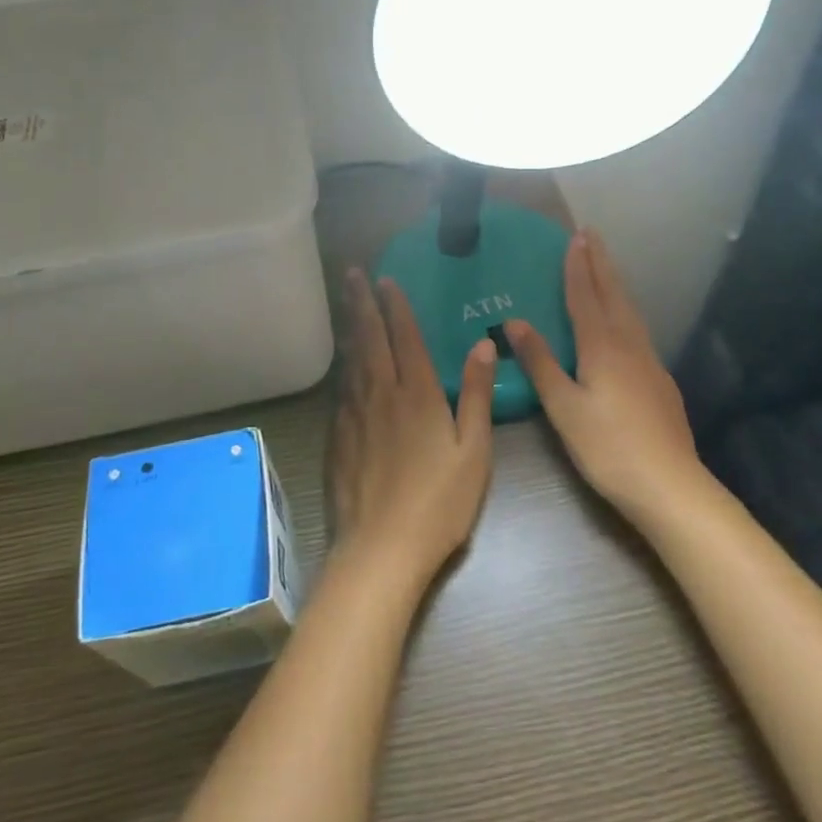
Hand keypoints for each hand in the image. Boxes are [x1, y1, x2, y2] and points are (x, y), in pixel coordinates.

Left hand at [327, 269, 497, 590]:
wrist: (381, 548)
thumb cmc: (439, 503)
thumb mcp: (473, 451)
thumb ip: (476, 395)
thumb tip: (483, 344)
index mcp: (418, 394)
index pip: (405, 337)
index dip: (396, 306)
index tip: (386, 279)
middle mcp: (381, 394)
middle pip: (369, 338)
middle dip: (362, 303)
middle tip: (352, 273)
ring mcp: (355, 415)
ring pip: (351, 359)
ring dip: (350, 327)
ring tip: (346, 303)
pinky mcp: (338, 437)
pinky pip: (341, 388)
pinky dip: (342, 364)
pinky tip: (343, 361)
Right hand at [505, 231, 702, 525]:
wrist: (669, 485)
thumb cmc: (607, 447)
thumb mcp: (563, 406)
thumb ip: (540, 362)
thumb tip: (514, 321)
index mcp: (602, 347)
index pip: (586, 296)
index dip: (578, 267)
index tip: (575, 237)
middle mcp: (629, 345)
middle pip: (613, 295)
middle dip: (601, 264)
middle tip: (592, 235)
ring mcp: (649, 362)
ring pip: (630, 311)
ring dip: (615, 284)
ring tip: (605, 267)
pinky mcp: (659, 381)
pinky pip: (638, 331)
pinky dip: (625, 311)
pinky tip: (623, 323)